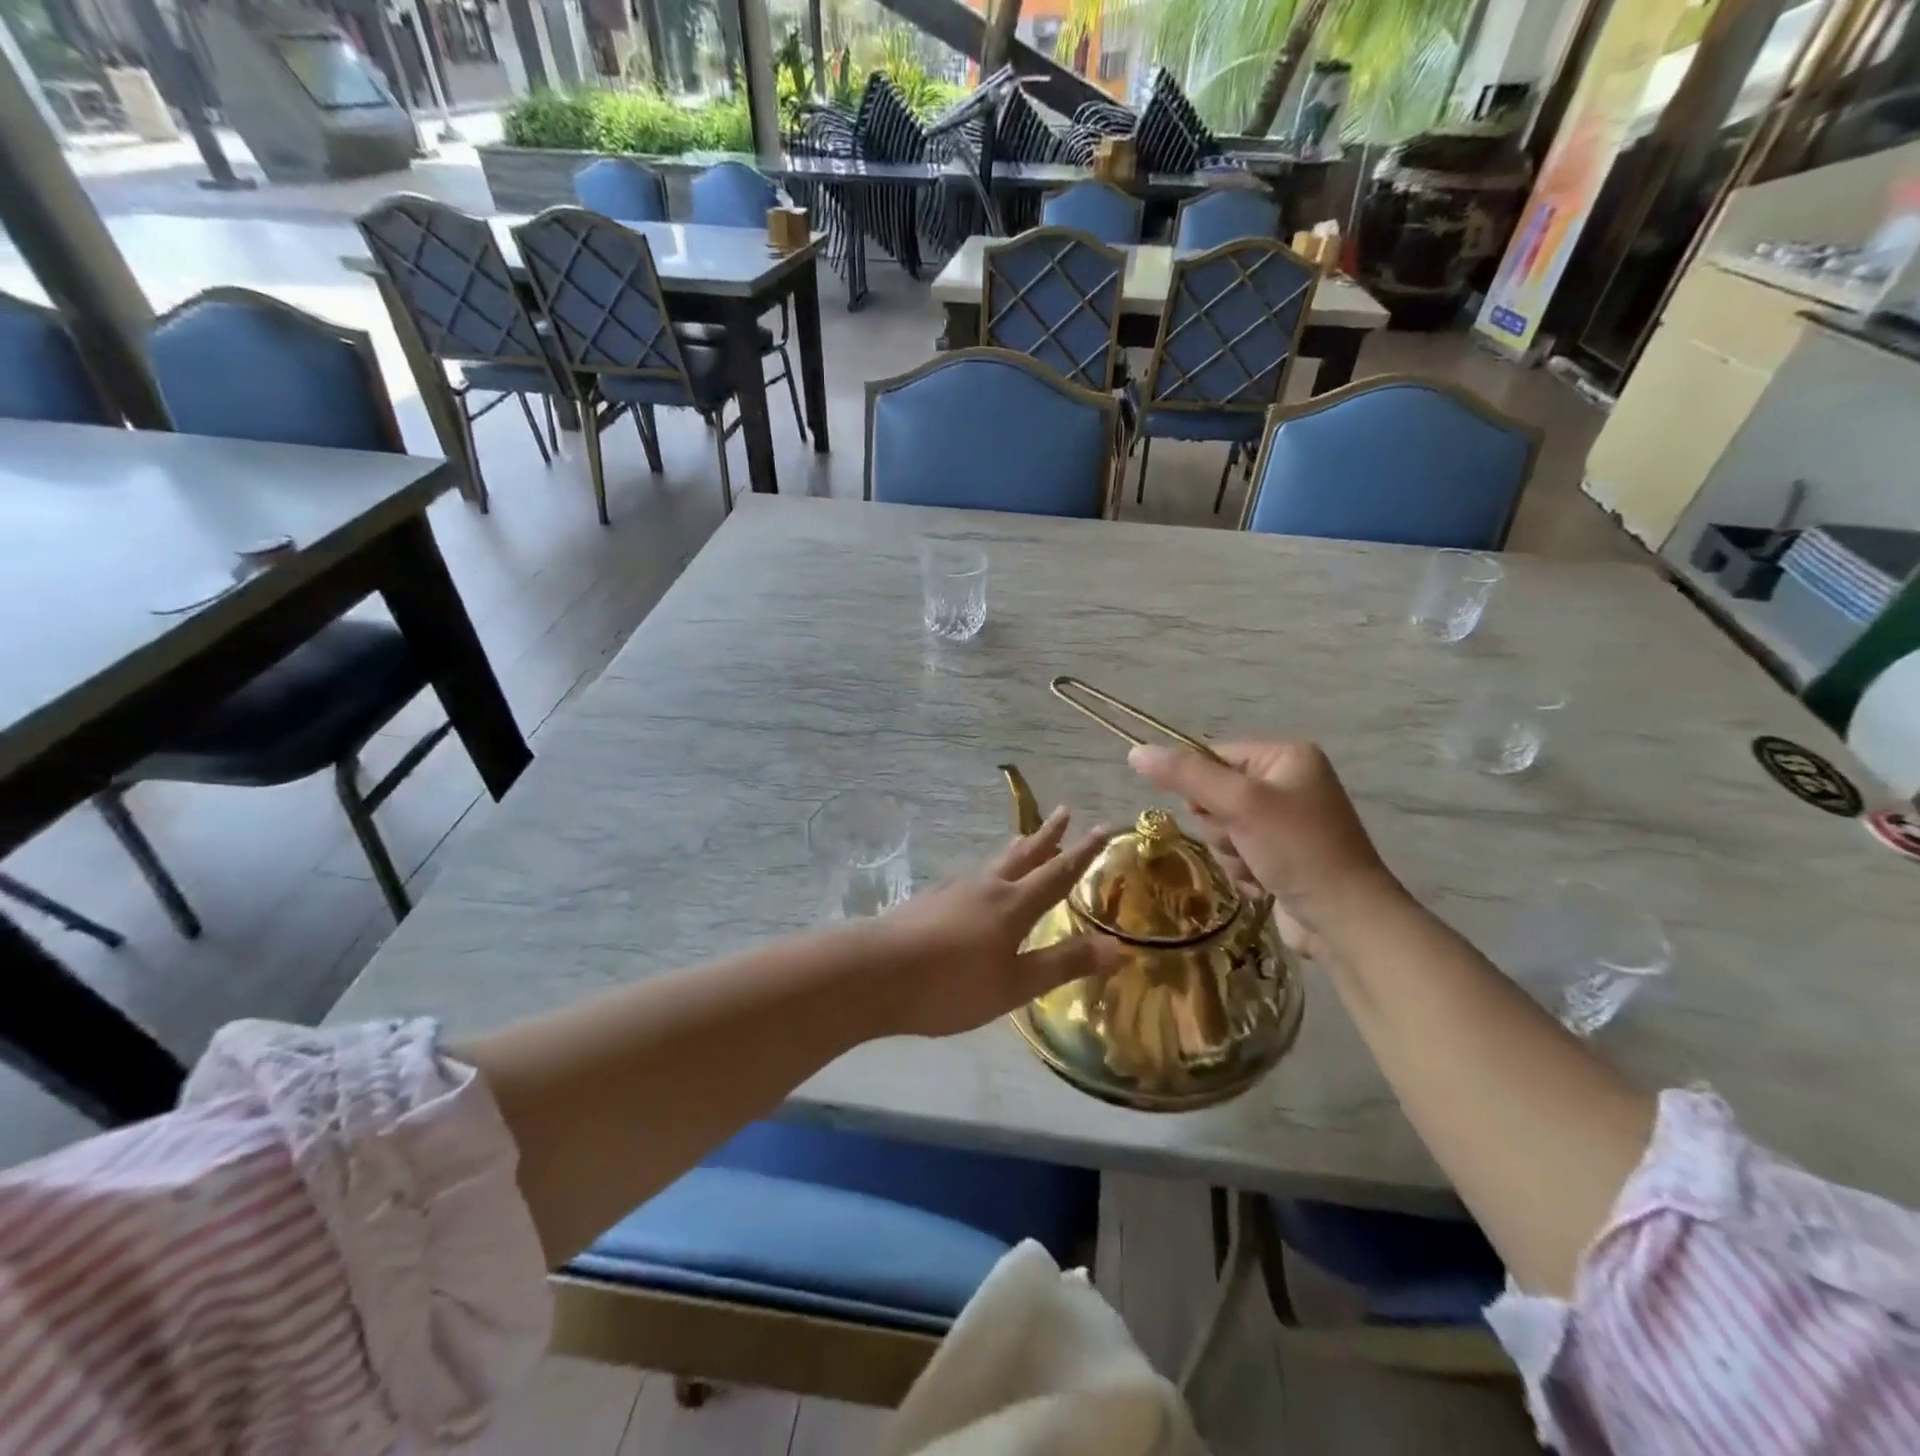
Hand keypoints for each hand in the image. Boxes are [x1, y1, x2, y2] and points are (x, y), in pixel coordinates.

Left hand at [872, 808, 1119, 1037]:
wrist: (874, 973)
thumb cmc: (950, 985)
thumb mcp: (1014, 985)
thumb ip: (1062, 964)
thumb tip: (1117, 946)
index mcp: (1013, 905)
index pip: (1058, 873)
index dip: (1083, 852)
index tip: (1104, 828)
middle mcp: (987, 887)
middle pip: (1024, 854)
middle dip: (1048, 835)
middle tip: (1064, 810)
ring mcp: (954, 889)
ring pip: (994, 862)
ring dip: (1017, 849)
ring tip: (1026, 839)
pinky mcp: (930, 899)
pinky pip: (971, 876)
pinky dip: (988, 870)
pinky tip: (978, 882)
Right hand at [1128, 741, 1401, 957]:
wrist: (1346, 921)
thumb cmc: (1298, 850)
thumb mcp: (1240, 804)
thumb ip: (1186, 775)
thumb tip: (1135, 752)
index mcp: (1286, 757)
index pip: (1214, 755)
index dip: (1200, 785)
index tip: (1211, 811)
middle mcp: (1288, 783)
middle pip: (1215, 794)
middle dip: (1221, 825)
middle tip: (1244, 840)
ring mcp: (1286, 822)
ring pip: (1222, 828)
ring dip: (1230, 852)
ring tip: (1258, 866)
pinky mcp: (1283, 856)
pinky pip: (1237, 853)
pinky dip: (1243, 870)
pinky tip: (1264, 883)